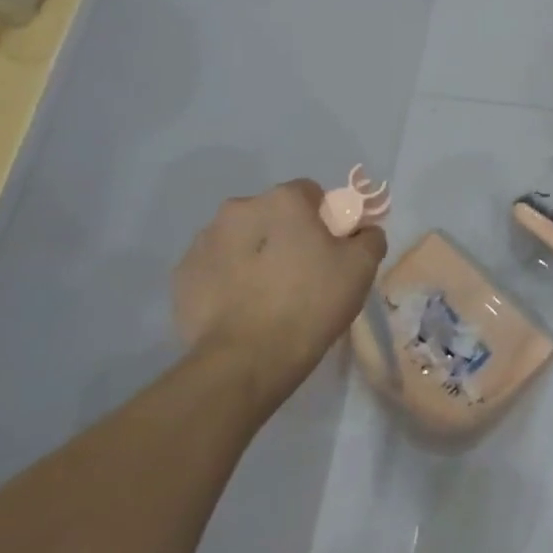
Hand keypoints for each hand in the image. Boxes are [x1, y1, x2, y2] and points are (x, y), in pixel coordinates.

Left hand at [173, 179, 384, 417]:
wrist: (246, 360)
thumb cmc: (310, 303)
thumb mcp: (361, 268)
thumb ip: (369, 238)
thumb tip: (363, 232)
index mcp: (281, 200)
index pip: (310, 193)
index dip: (324, 218)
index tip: (330, 249)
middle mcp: (238, 209)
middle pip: (271, 214)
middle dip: (285, 235)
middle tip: (301, 274)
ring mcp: (204, 242)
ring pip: (240, 239)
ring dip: (254, 255)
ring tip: (268, 296)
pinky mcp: (182, 276)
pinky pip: (215, 268)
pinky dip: (228, 280)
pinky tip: (242, 309)